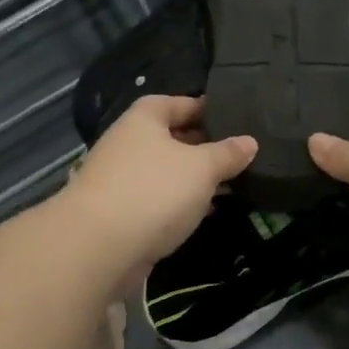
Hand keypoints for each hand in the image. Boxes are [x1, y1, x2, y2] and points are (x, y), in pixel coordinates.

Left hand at [57, 96, 256, 284]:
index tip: (234, 117)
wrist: (99, 246)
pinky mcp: (121, 213)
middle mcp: (128, 143)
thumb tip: (250, 141)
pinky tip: (205, 211)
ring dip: (193, 178)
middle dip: (203, 145)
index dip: (205, 107)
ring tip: (231, 183)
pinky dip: (180, 203)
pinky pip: (158, 200)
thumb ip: (227, 153)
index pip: (177, 102)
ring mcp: (121, 180)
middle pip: (171, 137)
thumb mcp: (201, 167)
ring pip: (166, 171)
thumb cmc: (154, 191)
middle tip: (239, 154)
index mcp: (144, 119)